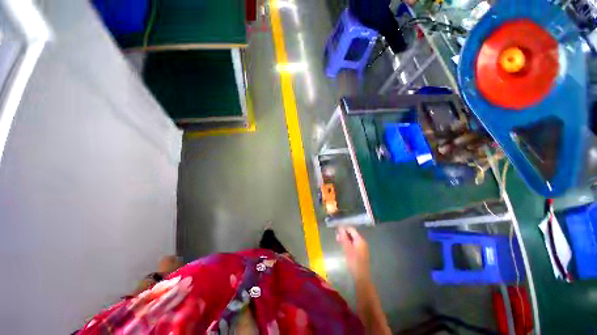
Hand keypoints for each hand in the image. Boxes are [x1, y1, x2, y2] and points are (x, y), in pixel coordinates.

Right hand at [336, 227, 369, 280]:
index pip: (351, 229)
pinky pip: (353, 244)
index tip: (336, 231)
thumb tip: (340, 227)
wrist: (361, 277)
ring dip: (345, 239)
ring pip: (352, 239)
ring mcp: (362, 247)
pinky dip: (348, 243)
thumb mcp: (347, 248)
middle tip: (336, 238)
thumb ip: (344, 237)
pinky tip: (343, 247)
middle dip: (344, 234)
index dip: (343, 229)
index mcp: (360, 240)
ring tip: (338, 242)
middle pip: (352, 234)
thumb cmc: (354, 261)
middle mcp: (362, 242)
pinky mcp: (360, 252)